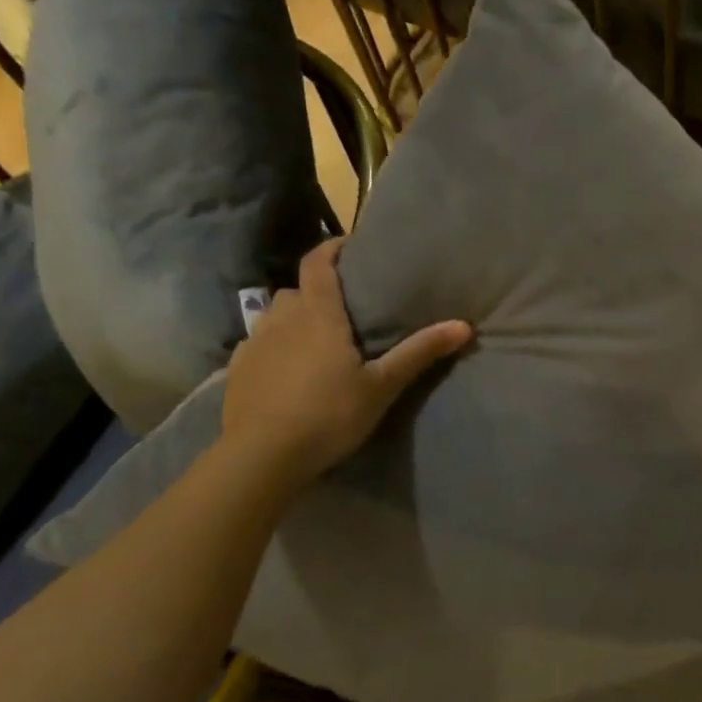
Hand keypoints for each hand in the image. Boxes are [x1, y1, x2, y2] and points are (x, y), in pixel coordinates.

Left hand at [220, 240, 471, 488]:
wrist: (262, 456)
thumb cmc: (329, 415)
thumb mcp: (382, 386)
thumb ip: (418, 353)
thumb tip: (464, 325)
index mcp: (318, 314)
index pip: (318, 263)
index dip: (331, 248)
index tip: (349, 246)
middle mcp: (281, 318)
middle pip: (298, 290)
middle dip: (318, 290)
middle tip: (343, 308)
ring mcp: (254, 343)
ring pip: (275, 315)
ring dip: (294, 317)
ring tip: (315, 338)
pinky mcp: (237, 369)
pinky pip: (258, 343)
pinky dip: (275, 345)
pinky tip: (287, 368)